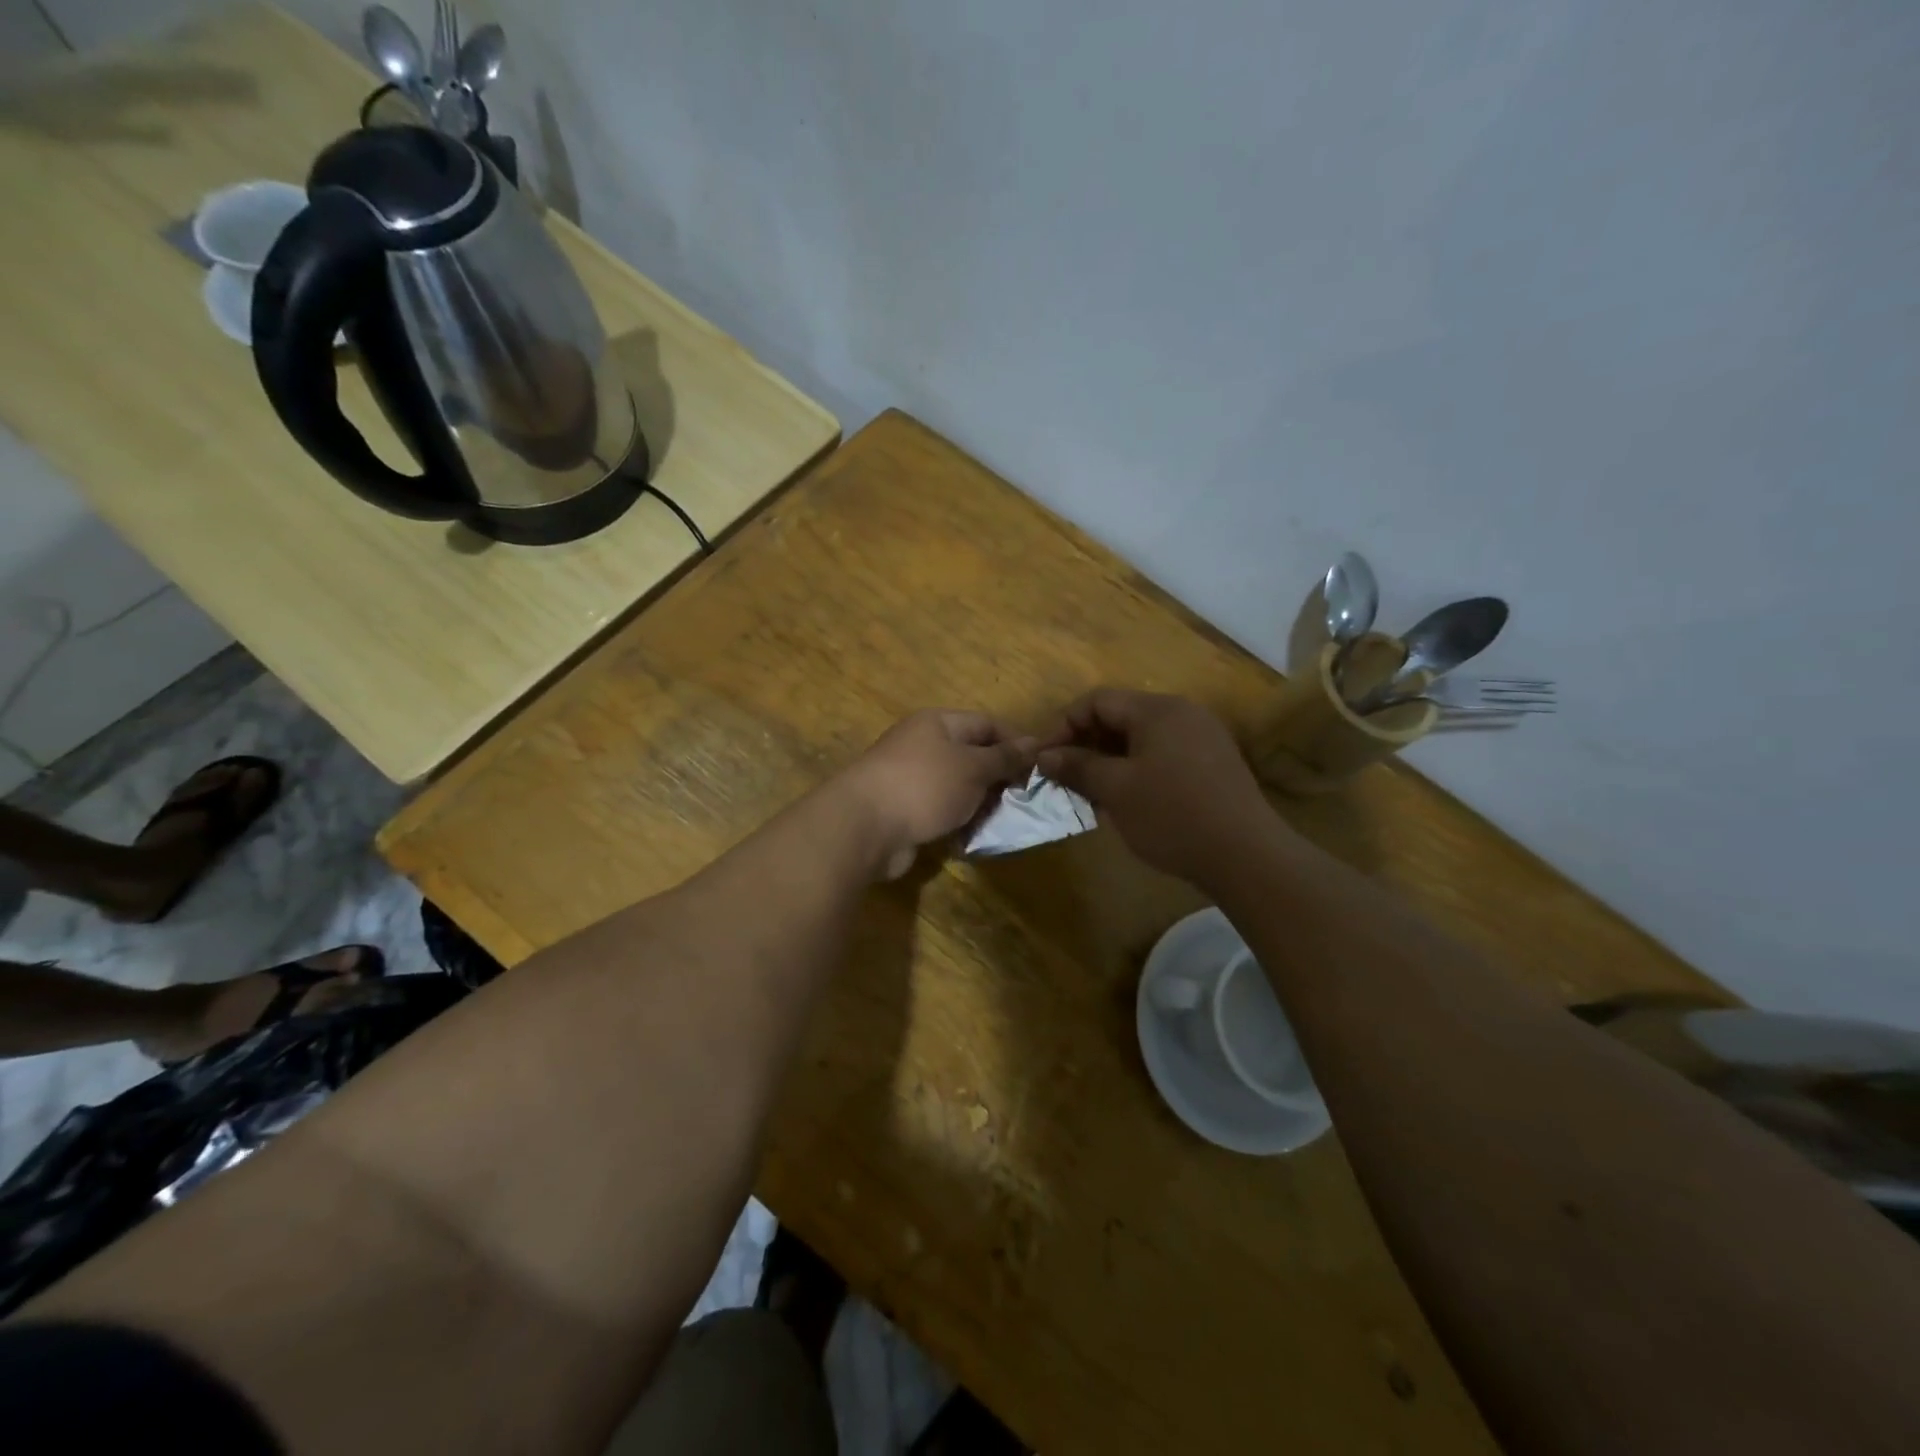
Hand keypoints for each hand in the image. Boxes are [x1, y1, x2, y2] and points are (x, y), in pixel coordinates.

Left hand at [844, 710, 1036, 879]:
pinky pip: (940, 810)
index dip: (1016, 742)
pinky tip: (975, 835)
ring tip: (1005, 820)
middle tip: (1026, 799)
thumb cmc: (924, 785)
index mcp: (938, 723)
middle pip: (972, 755)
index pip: (987, 724)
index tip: (1041, 767)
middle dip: (999, 777)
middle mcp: (922, 744)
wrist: (864, 827)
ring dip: (980, 802)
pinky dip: (959, 820)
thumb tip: (1035, 742)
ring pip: (958, 786)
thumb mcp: (973, 766)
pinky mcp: (904, 809)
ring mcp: (910, 778)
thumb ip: (1004, 757)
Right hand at [1036, 689, 1279, 888]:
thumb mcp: (1116, 790)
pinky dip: (1137, 769)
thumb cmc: (1172, 816)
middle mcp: (1182, 713)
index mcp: (1158, 710)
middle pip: (1120, 716)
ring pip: (1141, 738)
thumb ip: (1078, 766)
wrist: (1246, 856)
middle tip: (1064, 777)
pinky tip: (1127, 800)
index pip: (1097, 700)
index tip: (1044, 758)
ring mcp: (1202, 737)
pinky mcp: (1213, 763)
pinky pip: (1163, 754)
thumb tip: (1045, 755)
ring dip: (1109, 759)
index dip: (1064, 725)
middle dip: (1086, 744)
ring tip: (1091, 792)